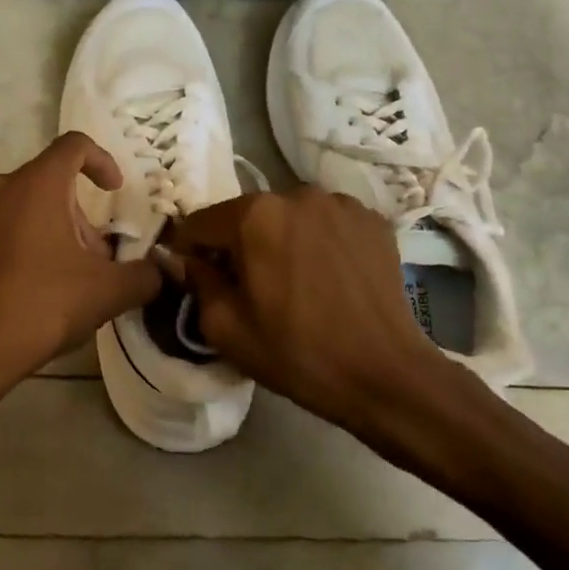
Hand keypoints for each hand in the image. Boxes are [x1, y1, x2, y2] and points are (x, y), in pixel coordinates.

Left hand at [0, 132, 162, 435]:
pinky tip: (28, 286)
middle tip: (95, 258)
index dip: (102, 161)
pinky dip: (18, 241)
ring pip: (20, 205)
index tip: (114, 190)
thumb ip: (144, 276)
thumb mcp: (106, 293)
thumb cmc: (39, 308)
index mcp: (35, 185)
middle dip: (79, 215)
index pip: (74, 146)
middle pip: (49, 182)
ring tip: (63, 276)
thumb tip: (162, 271)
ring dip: (49, 229)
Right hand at [168, 189, 484, 436]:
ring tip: (296, 282)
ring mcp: (340, 203)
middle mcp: (297, 194)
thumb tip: (183, 258)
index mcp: (255, 215)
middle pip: (248, 215)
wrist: (385, 375)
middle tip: (251, 287)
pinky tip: (329, 277)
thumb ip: (196, 281)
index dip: (191, 251)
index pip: (201, 222)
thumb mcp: (225, 328)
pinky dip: (319, 242)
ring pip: (289, 217)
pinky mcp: (372, 219)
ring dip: (282, 240)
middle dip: (240, 244)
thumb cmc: (296, 353)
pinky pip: (327, 223)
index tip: (198, 278)